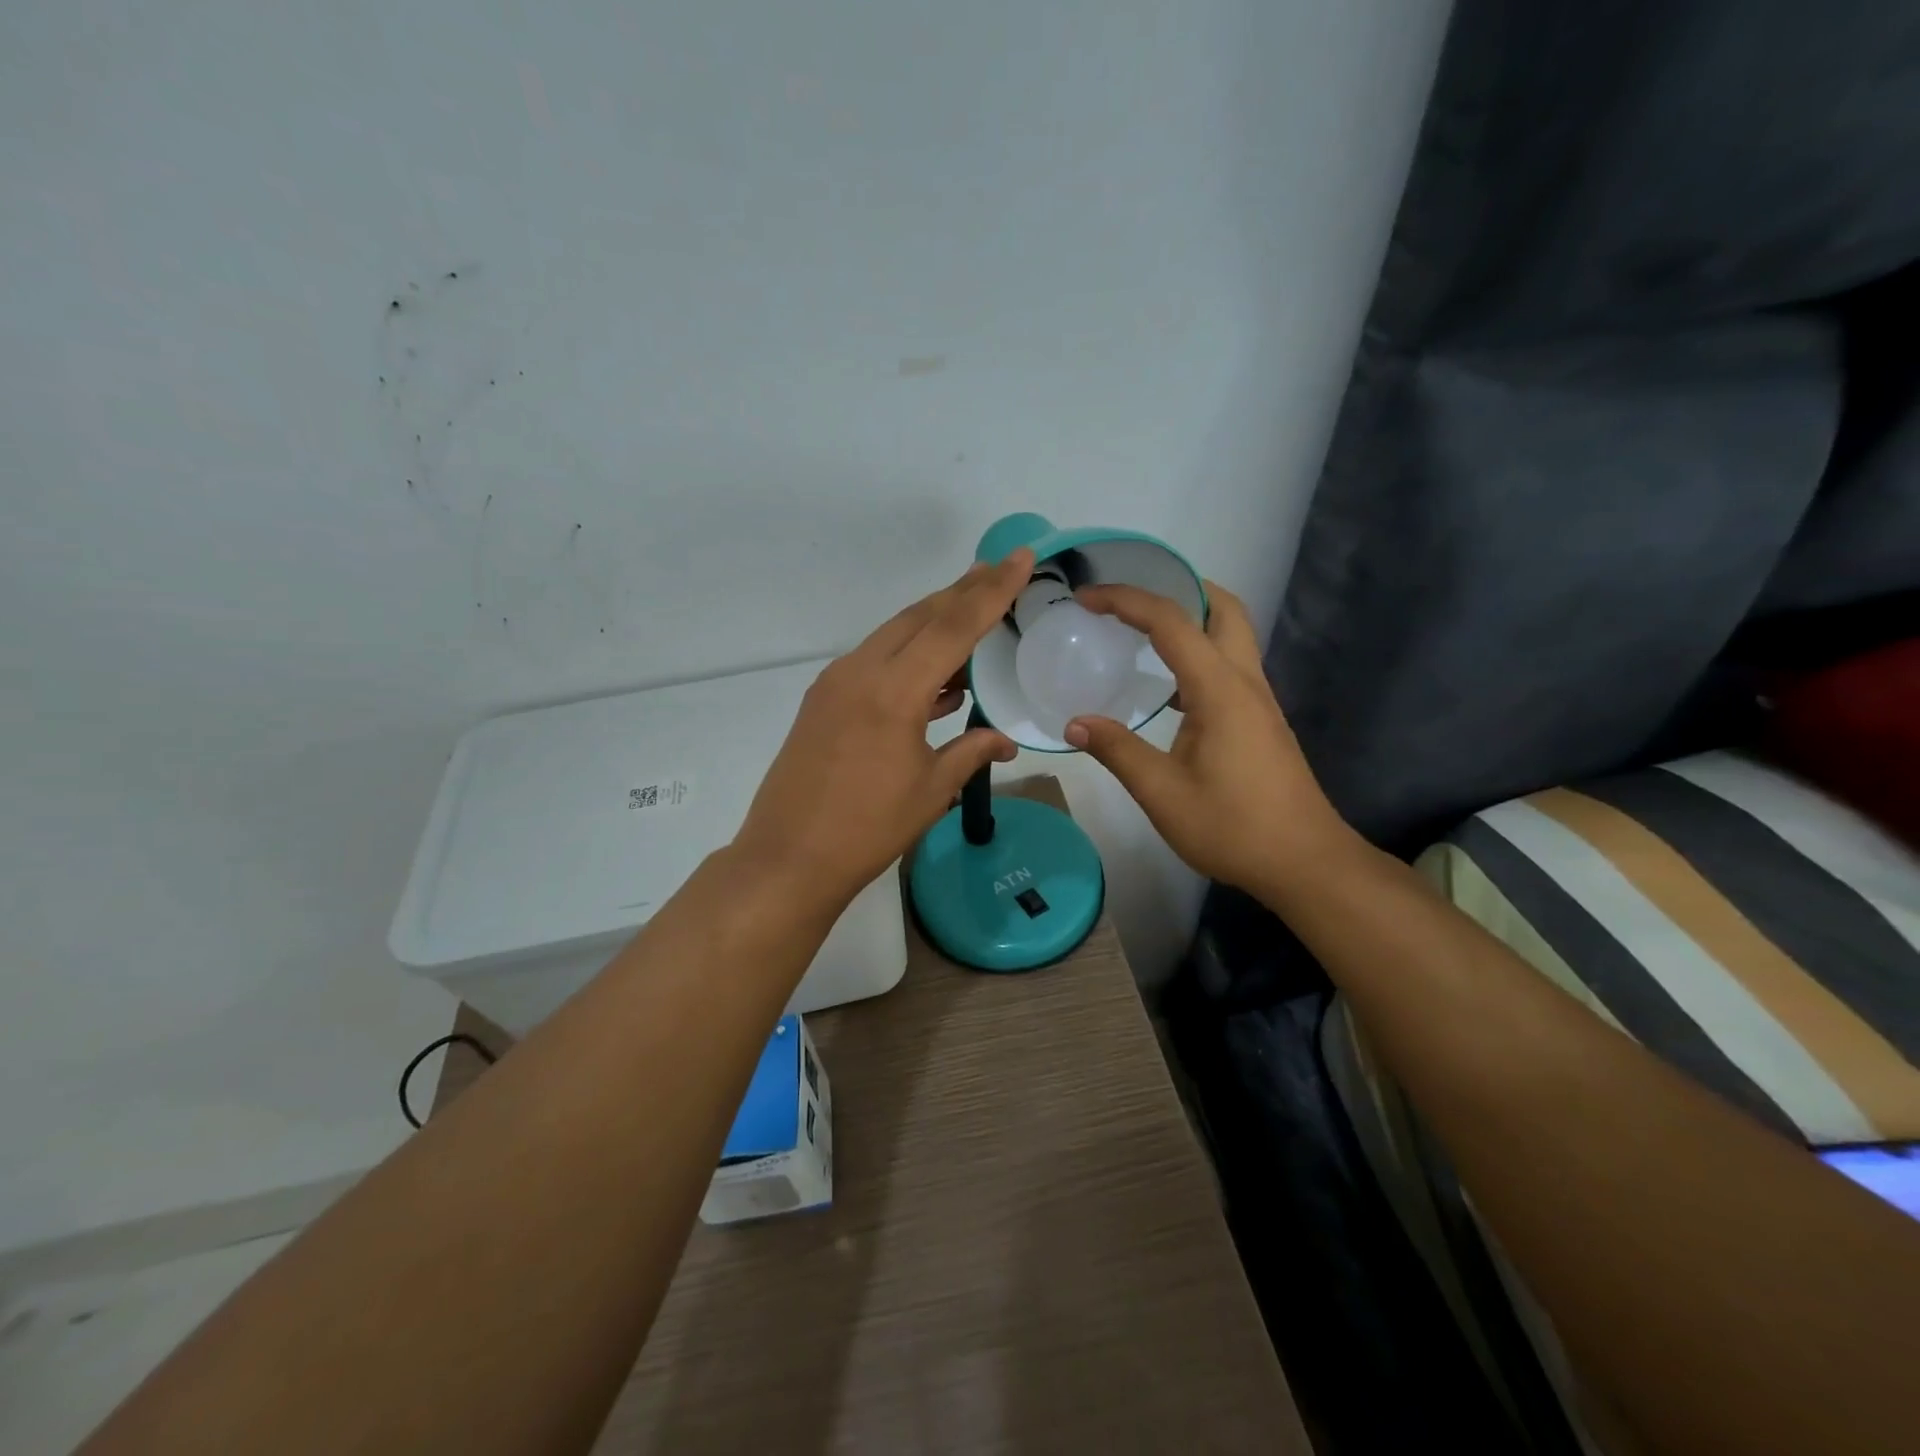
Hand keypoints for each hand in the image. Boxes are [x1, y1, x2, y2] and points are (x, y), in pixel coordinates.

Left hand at [732, 551, 1033, 912]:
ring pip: (893, 634)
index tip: (1021, 558)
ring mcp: (835, 683)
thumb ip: (971, 752)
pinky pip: (874, 659)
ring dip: (933, 619)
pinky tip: (933, 672)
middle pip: (920, 616)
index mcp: (894, 691)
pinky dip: (907, 653)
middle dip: (963, 591)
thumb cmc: (867, 829)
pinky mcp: (823, 699)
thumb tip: (1005, 741)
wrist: (788, 858)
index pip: (953, 626)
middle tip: (999, 569)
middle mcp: (860, 671)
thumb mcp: (930, 789)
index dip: (992, 591)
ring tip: (971, 608)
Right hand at [1063, 581, 1355, 899]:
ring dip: (1192, 620)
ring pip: (1232, 635)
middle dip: (1178, 589)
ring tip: (1142, 632)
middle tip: (1132, 599)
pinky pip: (1229, 666)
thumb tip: (1074, 723)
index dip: (1125, 600)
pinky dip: (1198, 654)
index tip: (1085, 597)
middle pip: (1222, 609)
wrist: (1305, 862)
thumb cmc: (1233, 827)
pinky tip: (1169, 688)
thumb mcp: (1162, 793)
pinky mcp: (1261, 721)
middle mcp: (1245, 682)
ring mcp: (1259, 701)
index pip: (1171, 622)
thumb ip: (1117, 751)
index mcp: (1219, 689)